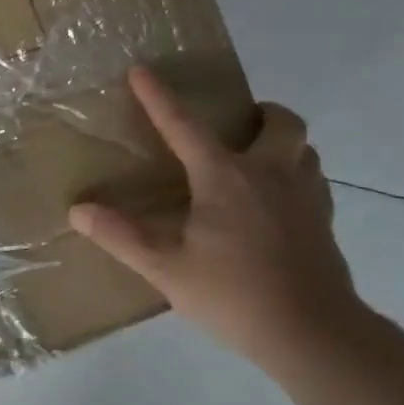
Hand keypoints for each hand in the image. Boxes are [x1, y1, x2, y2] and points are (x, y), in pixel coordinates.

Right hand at [68, 67, 359, 362]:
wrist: (313, 334)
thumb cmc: (234, 295)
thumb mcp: (167, 269)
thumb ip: (122, 237)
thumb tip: (78, 210)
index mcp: (224, 178)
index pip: (183, 125)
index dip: (158, 97)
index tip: (140, 70)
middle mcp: (269, 174)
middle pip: (279, 122)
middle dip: (259, 112)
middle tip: (235, 125)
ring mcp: (304, 196)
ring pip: (304, 148)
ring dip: (282, 142)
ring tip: (257, 160)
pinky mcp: (325, 222)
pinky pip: (314, 180)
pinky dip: (296, 175)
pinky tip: (278, 203)